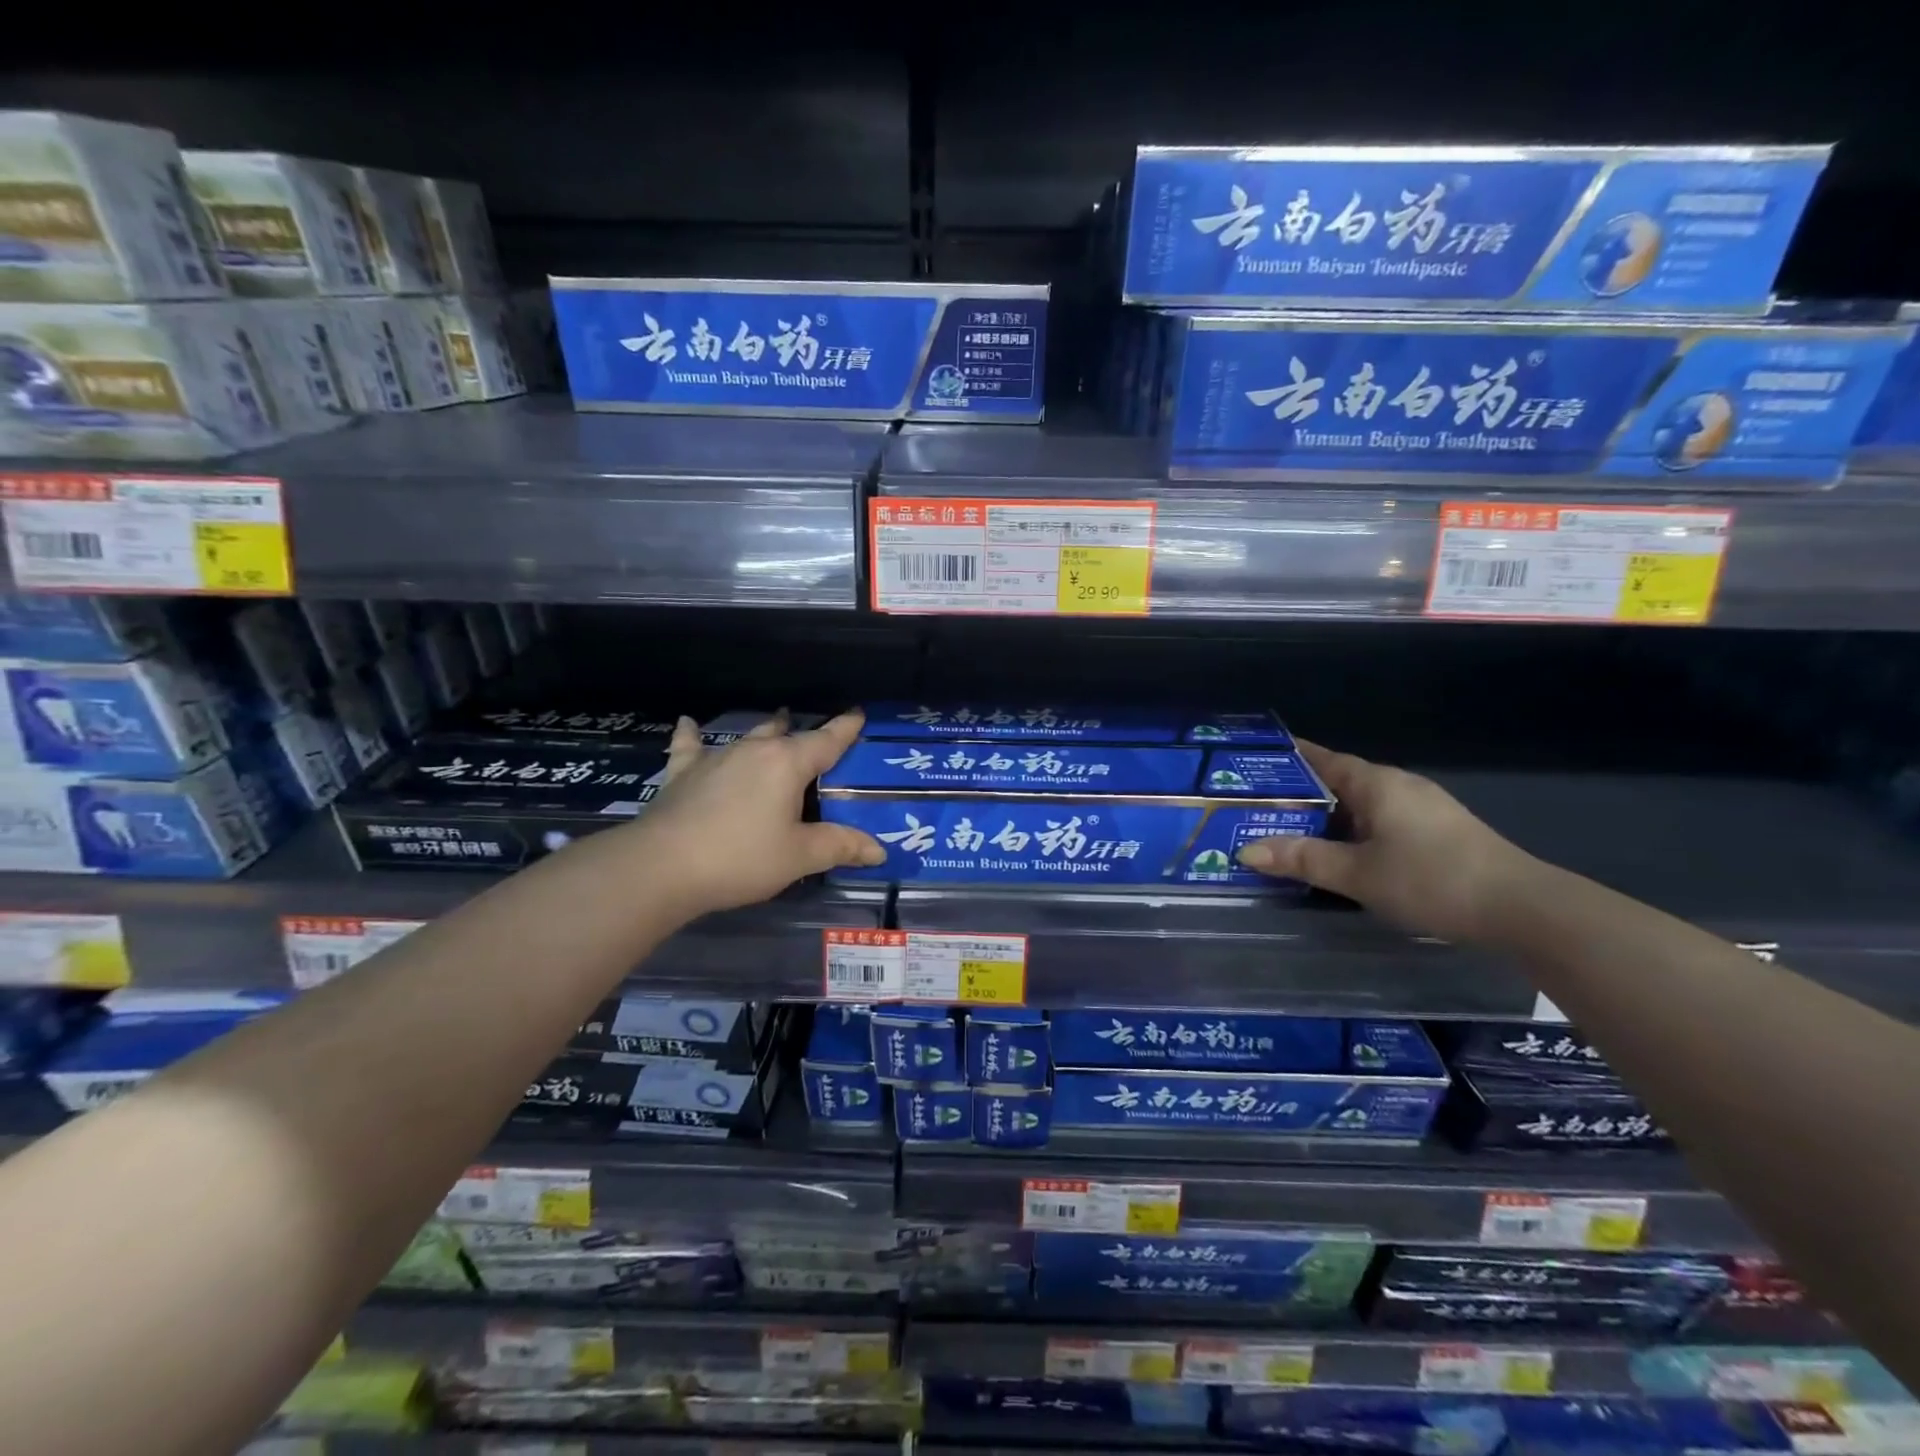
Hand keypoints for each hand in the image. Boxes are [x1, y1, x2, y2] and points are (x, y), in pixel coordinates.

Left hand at [630, 710, 884, 915]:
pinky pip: (689, 746)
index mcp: (787, 764)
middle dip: (802, 732)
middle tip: (815, 737)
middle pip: (785, 734)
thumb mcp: (799, 857)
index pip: (826, 741)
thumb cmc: (741, 858)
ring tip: (775, 723)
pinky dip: (692, 736)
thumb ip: (840, 847)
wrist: (661, 867)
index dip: (845, 728)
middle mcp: (753, 751)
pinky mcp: (682, 773)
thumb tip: (879, 850)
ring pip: (747, 737)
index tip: (857, 714)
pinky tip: (688, 724)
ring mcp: (715, 758)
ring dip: (764, 732)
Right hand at [1236, 740, 1538, 942]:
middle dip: (1299, 793)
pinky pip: (1380, 823)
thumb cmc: (1432, 879)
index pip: (1323, 759)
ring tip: (1287, 832)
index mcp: (1377, 783)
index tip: (1253, 759)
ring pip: (1360, 806)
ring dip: (1326, 817)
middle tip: (1257, 807)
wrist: (1523, 910)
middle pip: (1339, 782)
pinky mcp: (1438, 834)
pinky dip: (1352, 832)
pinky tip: (1339, 854)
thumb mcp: (1357, 873)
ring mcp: (1422, 810)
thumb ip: (1302, 859)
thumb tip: (1246, 849)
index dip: (1288, 757)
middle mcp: (1399, 787)